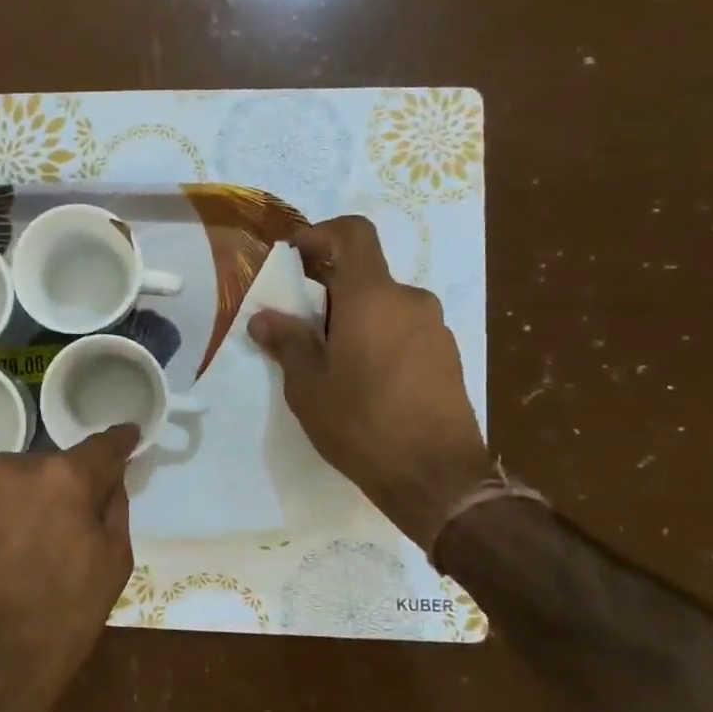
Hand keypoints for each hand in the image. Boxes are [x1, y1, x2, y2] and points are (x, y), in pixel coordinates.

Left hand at [0, 424, 138, 711]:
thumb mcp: (113, 563)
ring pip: (2, 481)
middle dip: (54, 488)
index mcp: (66, 476)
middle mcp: (15, 465)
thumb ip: (115, 506)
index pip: (101, 445)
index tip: (126, 437)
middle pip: (45, 466)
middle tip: (54, 527)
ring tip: (9, 545)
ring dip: (11, 501)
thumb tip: (111, 476)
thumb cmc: (64, 615)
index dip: (118, 442)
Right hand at [250, 216, 493, 552]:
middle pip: (365, 275)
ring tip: (331, 362)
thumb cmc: (362, 424)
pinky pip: (404, 330)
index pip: (353, 234)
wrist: (437, 477)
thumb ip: (288, 343)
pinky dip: (379, 339)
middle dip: (329, 291)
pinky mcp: (448, 356)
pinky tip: (365, 381)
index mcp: (373, 297)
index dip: (321, 234)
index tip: (295, 258)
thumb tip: (264, 318)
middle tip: (301, 327)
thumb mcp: (308, 386)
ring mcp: (435, 328)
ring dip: (355, 319)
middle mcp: (410, 301)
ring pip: (385, 306)